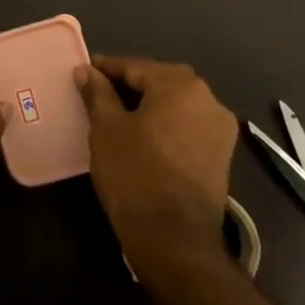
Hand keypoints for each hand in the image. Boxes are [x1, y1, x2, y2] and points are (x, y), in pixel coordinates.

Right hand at [77, 54, 238, 278]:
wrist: (174, 237)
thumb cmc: (135, 174)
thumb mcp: (106, 129)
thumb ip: (97, 93)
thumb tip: (86, 70)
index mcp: (181, 85)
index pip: (136, 67)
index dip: (106, 68)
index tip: (83, 71)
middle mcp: (209, 99)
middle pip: (161, 82)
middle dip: (129, 85)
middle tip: (97, 92)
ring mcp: (220, 129)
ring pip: (176, 105)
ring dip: (149, 106)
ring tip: (117, 115)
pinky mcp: (222, 155)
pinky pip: (187, 127)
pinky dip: (165, 125)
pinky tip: (143, 137)